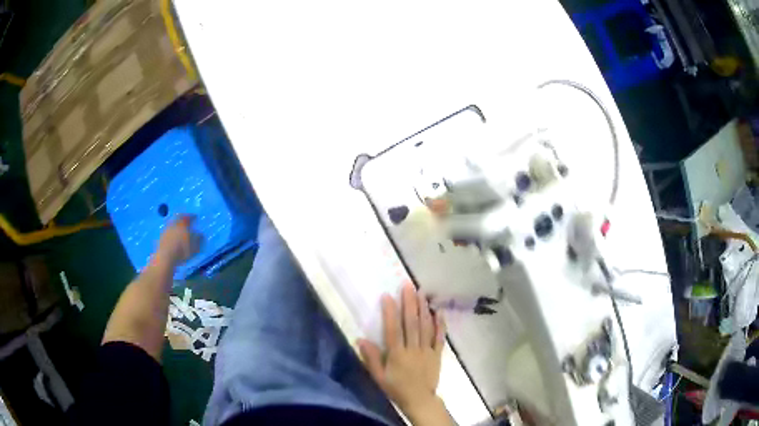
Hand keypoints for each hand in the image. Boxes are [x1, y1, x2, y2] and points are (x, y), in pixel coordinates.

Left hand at [156, 215, 199, 265]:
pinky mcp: (161, 238)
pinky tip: (173, 240)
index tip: (196, 217)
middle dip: (183, 220)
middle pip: (178, 219)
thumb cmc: (182, 251)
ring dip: (177, 228)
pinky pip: (168, 233)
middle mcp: (174, 224)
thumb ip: (199, 240)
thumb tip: (201, 235)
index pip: (188, 217)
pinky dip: (171, 235)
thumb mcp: (195, 247)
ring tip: (180, 233)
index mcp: (183, 224)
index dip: (192, 217)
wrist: (165, 257)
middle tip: (187, 223)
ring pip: (173, 225)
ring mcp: (166, 230)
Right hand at [358, 283, 449, 425]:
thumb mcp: (378, 377)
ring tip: (421, 292)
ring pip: (425, 327)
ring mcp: (427, 350)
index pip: (393, 329)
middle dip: (409, 303)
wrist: (420, 400)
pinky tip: (439, 311)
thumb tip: (360, 339)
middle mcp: (413, 349)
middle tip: (408, 285)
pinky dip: (440, 324)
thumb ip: (371, 358)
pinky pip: (440, 337)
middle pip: (411, 323)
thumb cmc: (396, 388)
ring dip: (423, 309)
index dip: (390, 312)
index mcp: (397, 354)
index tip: (388, 296)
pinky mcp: (437, 354)